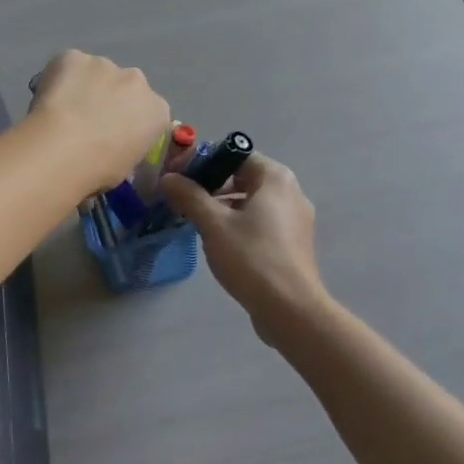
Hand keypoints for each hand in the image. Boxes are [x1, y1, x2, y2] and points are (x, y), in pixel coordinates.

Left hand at [28, 50, 170, 193]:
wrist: (63, 149)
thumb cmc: (99, 170)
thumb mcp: (126, 166)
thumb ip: (127, 145)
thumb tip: (112, 145)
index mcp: (157, 110)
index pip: (148, 113)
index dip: (129, 123)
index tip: (112, 137)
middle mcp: (137, 80)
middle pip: (124, 87)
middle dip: (109, 99)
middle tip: (86, 123)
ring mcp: (105, 64)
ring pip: (95, 73)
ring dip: (84, 87)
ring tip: (62, 112)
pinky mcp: (73, 56)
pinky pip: (67, 65)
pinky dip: (58, 78)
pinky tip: (48, 99)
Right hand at [160, 154, 332, 340]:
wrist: (290, 309)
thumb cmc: (252, 257)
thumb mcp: (213, 224)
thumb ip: (190, 196)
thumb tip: (168, 178)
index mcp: (276, 178)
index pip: (236, 154)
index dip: (205, 162)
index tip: (179, 178)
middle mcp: (291, 192)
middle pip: (244, 178)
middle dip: (212, 187)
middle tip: (183, 201)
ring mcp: (295, 219)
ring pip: (251, 202)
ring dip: (223, 207)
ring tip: (196, 223)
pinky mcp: (293, 243)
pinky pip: (261, 223)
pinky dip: (239, 224)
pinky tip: (219, 243)